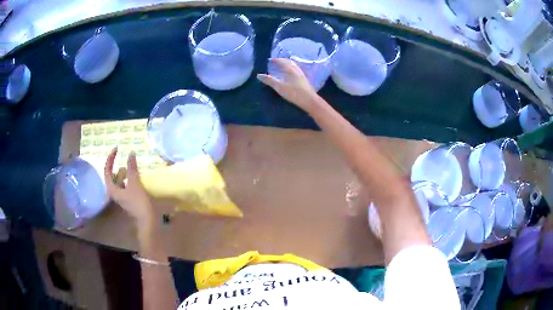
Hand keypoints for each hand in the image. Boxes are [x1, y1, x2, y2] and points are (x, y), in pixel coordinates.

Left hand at [104, 147, 153, 224]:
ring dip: (122, 170)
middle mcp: (113, 192)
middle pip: (111, 174)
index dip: (110, 158)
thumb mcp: (135, 183)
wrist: (147, 220)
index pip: (107, 170)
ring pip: (118, 179)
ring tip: (129, 163)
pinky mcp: (127, 197)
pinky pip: (124, 183)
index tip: (117, 149)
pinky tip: (133, 174)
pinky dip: (127, 177)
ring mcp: (120, 195)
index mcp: (111, 188)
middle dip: (115, 164)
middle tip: (121, 154)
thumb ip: (131, 168)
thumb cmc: (138, 202)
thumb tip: (131, 153)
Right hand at [257, 58, 318, 112]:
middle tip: (275, 62)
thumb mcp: (279, 87)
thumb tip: (259, 75)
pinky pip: (296, 69)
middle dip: (281, 60)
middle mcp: (296, 69)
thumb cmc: (294, 93)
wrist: (310, 100)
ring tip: (282, 66)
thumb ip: (269, 81)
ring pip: (293, 65)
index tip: (269, 60)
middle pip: (288, 62)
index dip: (275, 60)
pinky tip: (290, 74)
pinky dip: (291, 68)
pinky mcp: (304, 79)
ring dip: (287, 64)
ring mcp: (301, 74)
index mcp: (290, 69)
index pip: (282, 61)